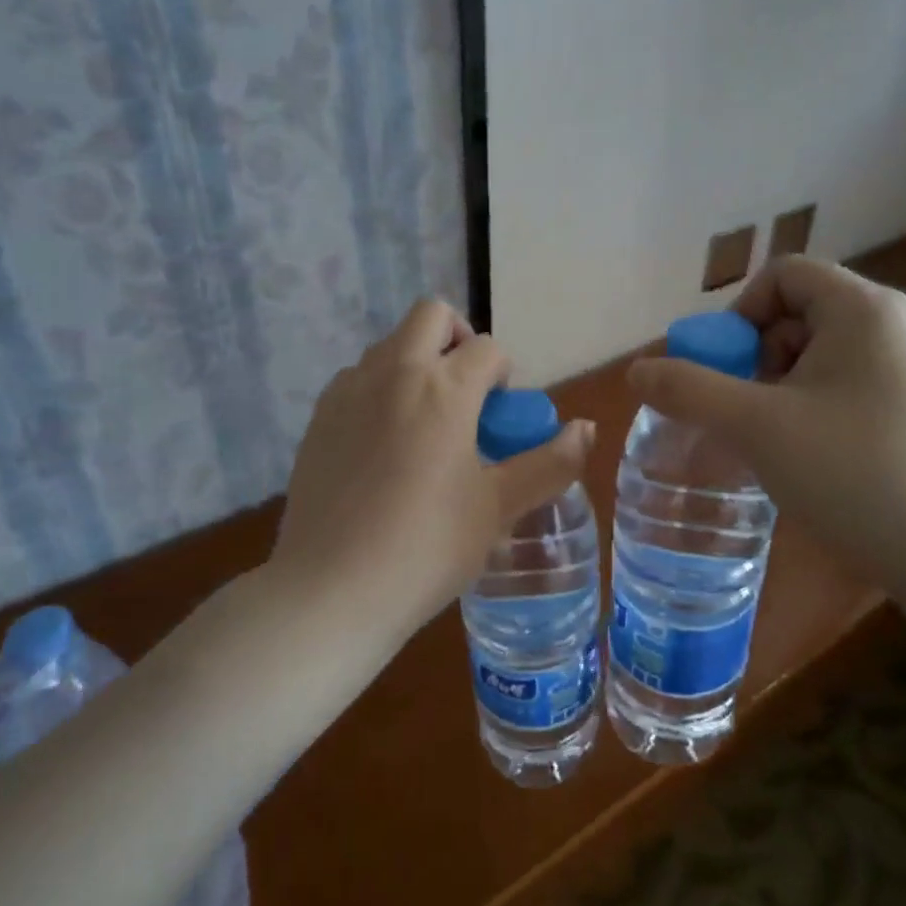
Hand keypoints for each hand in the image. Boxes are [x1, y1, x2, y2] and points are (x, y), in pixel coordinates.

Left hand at [273, 299, 595, 637]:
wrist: (332, 590)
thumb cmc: (428, 547)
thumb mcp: (499, 507)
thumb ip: (550, 463)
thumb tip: (586, 429)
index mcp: (444, 388)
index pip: (488, 348)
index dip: (504, 375)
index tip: (500, 418)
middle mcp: (393, 372)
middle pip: (431, 315)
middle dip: (458, 339)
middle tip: (468, 395)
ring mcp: (347, 391)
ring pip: (390, 346)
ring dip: (417, 364)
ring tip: (426, 427)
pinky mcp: (318, 418)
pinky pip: (357, 380)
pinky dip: (380, 390)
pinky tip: (384, 448)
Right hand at [627, 258, 905, 588]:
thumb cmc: (848, 473)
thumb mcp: (754, 426)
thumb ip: (688, 390)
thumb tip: (637, 369)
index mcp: (865, 308)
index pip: (784, 274)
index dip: (740, 314)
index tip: (726, 370)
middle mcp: (902, 320)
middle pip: (805, 309)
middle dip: (761, 353)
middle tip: (749, 408)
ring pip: (829, 346)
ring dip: (787, 379)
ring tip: (779, 434)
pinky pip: (857, 375)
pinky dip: (821, 397)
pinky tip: (817, 448)